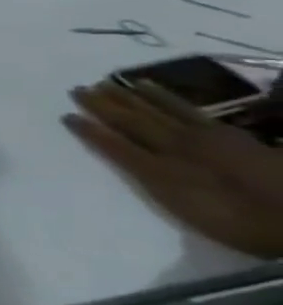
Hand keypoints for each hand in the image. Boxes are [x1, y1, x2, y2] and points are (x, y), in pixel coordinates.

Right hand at [65, 81, 282, 259]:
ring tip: (112, 83)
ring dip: (132, 97)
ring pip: (159, 111)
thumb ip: (151, 178)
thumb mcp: (185, 205)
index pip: (114, 144)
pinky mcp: (230, 135)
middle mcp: (176, 146)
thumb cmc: (238, 221)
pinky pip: (188, 109)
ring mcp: (206, 138)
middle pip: (134, 122)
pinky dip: (167, 97)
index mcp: (161, 166)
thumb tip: (131, 159)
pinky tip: (155, 90)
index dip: (90, 130)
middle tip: (80, 88)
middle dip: (105, 105)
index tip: (66, 115)